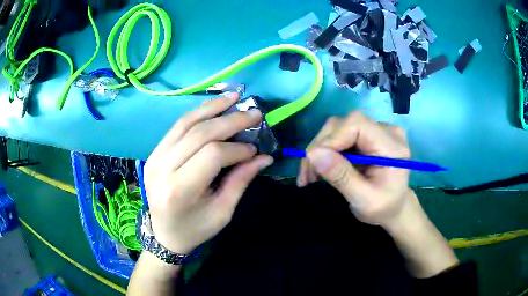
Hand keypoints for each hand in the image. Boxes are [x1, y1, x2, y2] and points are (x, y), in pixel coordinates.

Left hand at [143, 93, 273, 253]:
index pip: (212, 155)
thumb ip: (241, 181)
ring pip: (185, 123)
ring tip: (233, 98)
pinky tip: (213, 107)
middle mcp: (162, 169)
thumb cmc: (195, 229)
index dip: (237, 148)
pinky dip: (197, 114)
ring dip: (212, 108)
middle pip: (199, 134)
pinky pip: (177, 127)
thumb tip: (264, 156)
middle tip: (254, 113)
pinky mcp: (154, 153)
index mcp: (180, 191)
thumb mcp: (222, 212)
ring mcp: (154, 158)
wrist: (164, 233)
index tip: (254, 148)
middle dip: (230, 121)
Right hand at [297, 112, 412, 227]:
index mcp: (392, 146)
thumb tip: (313, 153)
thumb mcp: (364, 200)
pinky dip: (325, 151)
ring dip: (319, 149)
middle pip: (344, 123)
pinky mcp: (367, 134)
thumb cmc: (384, 209)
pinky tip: (320, 168)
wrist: (394, 208)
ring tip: (311, 174)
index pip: (357, 124)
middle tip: (307, 174)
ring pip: (337, 128)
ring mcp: (376, 130)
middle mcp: (386, 131)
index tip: (313, 163)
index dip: (331, 139)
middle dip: (320, 147)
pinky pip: (340, 135)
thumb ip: (342, 176)